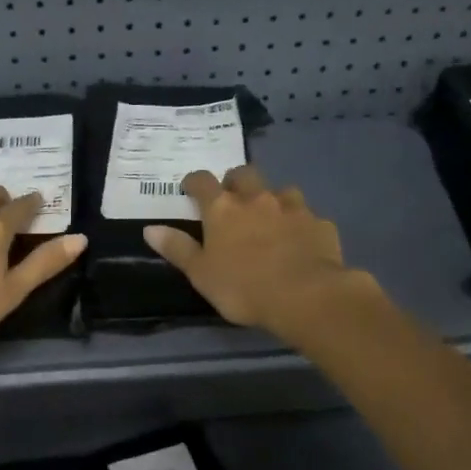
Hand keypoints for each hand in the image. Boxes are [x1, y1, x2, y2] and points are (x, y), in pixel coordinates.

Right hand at [143, 166, 374, 341]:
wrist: (305, 296)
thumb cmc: (242, 287)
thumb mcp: (200, 273)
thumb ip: (177, 248)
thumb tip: (150, 228)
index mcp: (223, 209)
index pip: (202, 181)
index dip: (194, 182)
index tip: (190, 189)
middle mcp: (257, 198)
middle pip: (244, 174)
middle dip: (236, 182)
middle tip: (232, 200)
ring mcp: (293, 208)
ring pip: (281, 190)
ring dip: (272, 199)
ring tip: (270, 219)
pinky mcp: (320, 223)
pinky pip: (308, 217)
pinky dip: (300, 224)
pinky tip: (300, 242)